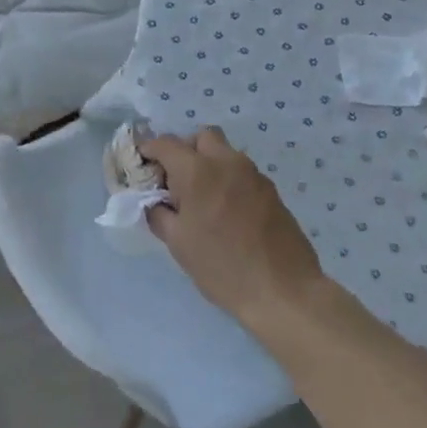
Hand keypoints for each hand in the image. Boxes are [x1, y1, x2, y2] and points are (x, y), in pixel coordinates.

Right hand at [142, 128, 323, 326]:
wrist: (283, 290)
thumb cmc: (221, 266)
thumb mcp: (177, 243)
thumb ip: (159, 214)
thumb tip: (154, 202)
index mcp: (197, 171)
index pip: (165, 144)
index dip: (149, 150)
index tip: (143, 167)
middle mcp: (226, 162)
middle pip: (201, 137)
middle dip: (184, 150)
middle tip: (176, 181)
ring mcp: (253, 174)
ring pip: (224, 153)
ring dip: (208, 164)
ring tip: (201, 200)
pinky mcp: (271, 190)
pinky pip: (242, 172)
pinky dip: (228, 180)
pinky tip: (226, 212)